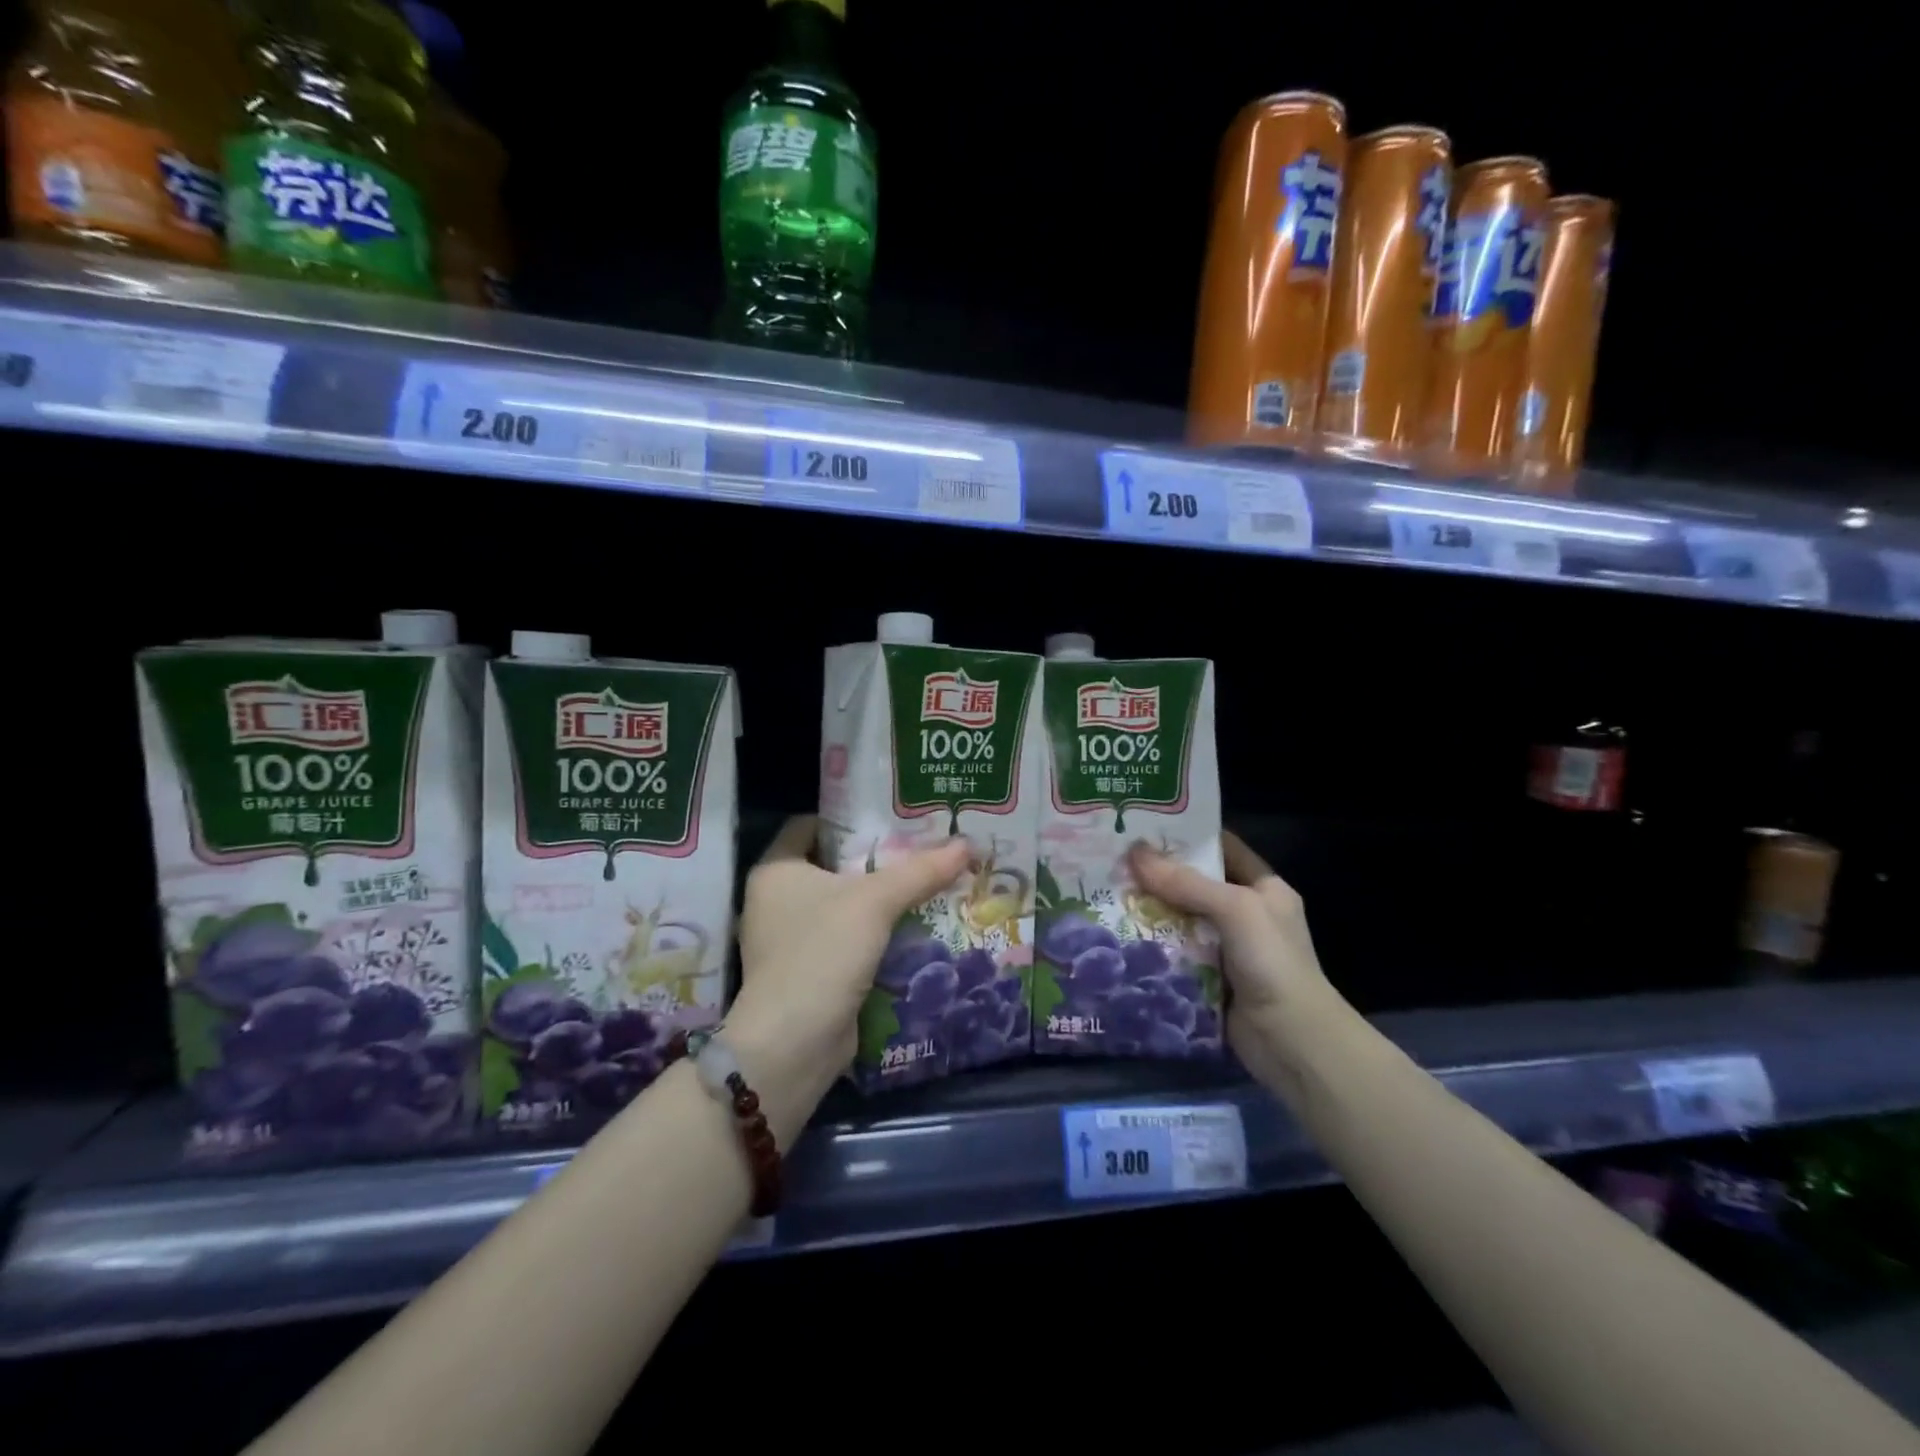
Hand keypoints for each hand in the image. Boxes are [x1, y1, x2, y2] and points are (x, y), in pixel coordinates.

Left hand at [725, 816, 969, 1138]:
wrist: (793, 1044)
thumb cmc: (822, 953)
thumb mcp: (875, 902)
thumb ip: (920, 871)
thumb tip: (968, 843)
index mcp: (776, 870)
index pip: (812, 824)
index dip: (851, 816)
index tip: (894, 813)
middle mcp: (776, 899)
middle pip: (833, 864)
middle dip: (877, 857)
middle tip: (923, 845)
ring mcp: (790, 938)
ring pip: (843, 903)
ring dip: (880, 897)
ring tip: (928, 880)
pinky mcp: (809, 971)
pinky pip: (847, 937)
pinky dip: (876, 931)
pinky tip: (915, 924)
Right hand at [1127, 831, 1352, 1091]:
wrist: (1292, 1041)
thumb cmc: (1272, 962)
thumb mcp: (1234, 909)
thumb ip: (1186, 882)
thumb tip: (1134, 852)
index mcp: (1263, 888)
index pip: (1222, 848)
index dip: (1187, 835)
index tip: (1144, 825)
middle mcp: (1245, 914)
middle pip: (1194, 884)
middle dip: (1157, 874)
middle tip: (1113, 858)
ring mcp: (1227, 948)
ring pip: (1180, 919)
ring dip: (1149, 910)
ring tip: (1106, 890)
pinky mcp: (1208, 977)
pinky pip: (1174, 952)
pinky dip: (1151, 945)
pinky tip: (1118, 933)